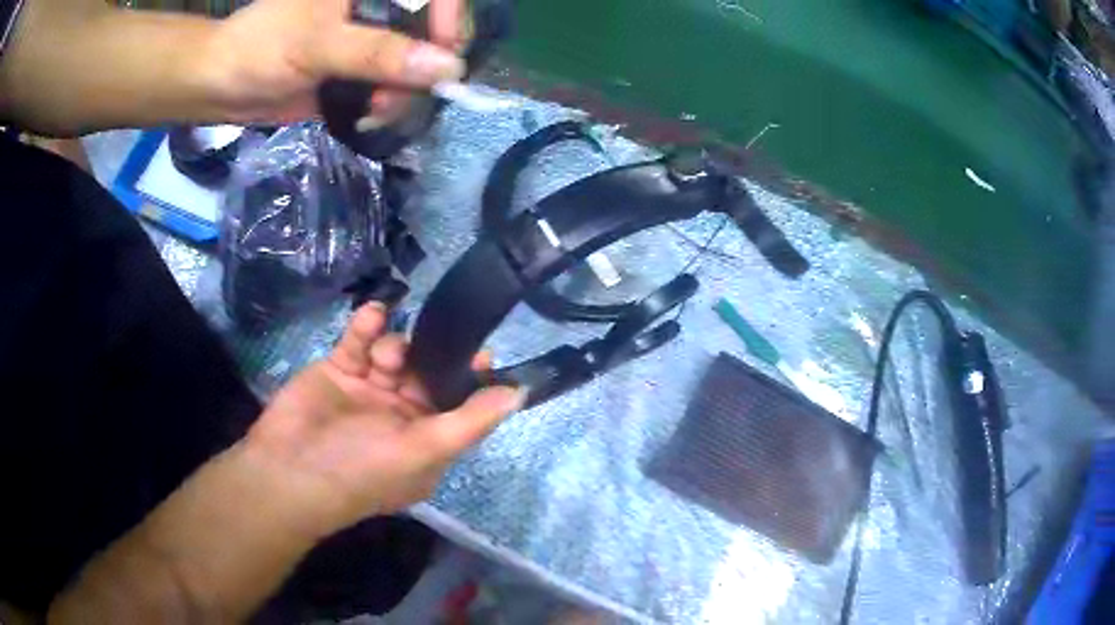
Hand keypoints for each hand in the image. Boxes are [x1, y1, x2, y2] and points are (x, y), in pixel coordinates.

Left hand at [206, 0, 465, 123]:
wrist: (221, 86)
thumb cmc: (260, 48)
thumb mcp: (317, 44)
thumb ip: (379, 52)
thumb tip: (447, 68)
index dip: (449, 15)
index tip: (446, 52)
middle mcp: (376, 8)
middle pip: (430, 29)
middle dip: (425, 63)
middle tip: (404, 90)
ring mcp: (369, 39)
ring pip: (414, 62)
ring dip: (404, 90)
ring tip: (377, 108)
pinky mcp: (358, 70)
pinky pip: (391, 85)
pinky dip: (388, 104)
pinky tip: (369, 114)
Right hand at [246, 302, 522, 531]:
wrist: (287, 470)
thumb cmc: (361, 468)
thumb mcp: (422, 453)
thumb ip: (469, 422)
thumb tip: (519, 395)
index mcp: (425, 441)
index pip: (458, 406)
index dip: (471, 381)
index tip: (482, 353)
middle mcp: (400, 416)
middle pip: (428, 373)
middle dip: (432, 356)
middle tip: (441, 335)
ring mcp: (368, 391)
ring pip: (395, 353)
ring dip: (395, 346)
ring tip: (383, 358)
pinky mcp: (338, 369)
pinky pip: (359, 341)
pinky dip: (368, 326)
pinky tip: (374, 313)